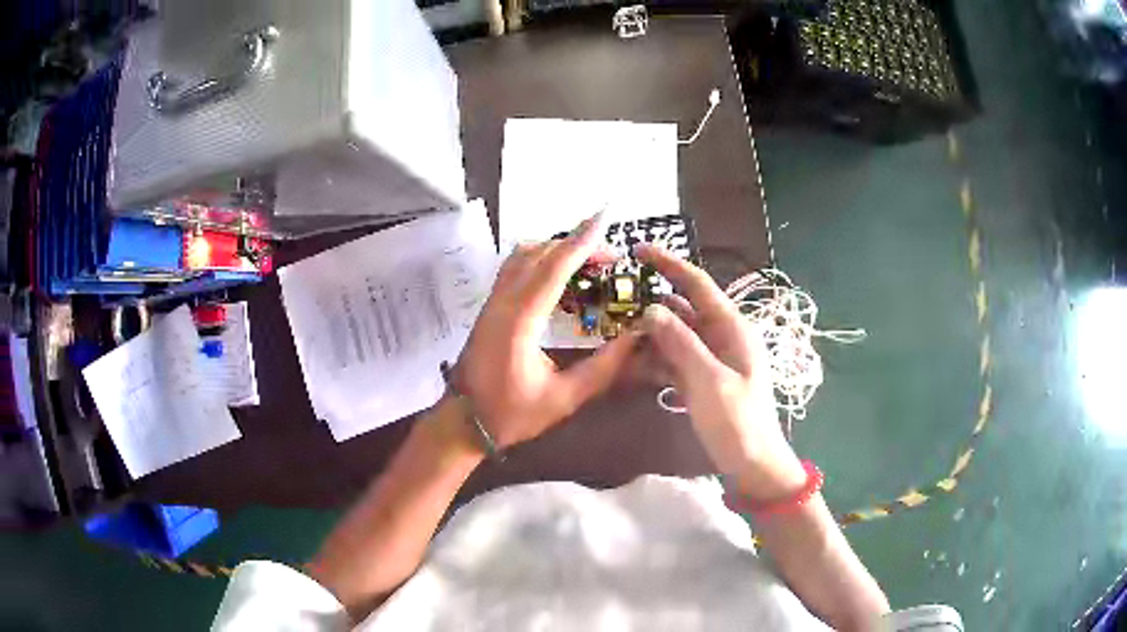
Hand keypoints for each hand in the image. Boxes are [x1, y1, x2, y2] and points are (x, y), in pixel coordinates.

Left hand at [455, 215, 638, 448]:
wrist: (464, 422)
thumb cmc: (512, 415)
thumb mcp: (564, 398)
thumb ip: (604, 368)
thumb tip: (637, 339)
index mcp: (520, 321)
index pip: (554, 268)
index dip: (582, 242)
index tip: (604, 219)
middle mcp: (503, 302)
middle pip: (539, 254)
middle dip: (576, 244)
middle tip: (610, 256)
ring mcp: (492, 302)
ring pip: (522, 255)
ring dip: (555, 249)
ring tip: (588, 261)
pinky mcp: (489, 307)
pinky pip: (514, 268)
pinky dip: (540, 259)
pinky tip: (559, 275)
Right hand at [634, 244, 805, 501]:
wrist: (752, 464)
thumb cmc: (738, 421)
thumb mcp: (709, 380)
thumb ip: (680, 343)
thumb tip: (650, 309)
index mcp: (731, 327)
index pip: (697, 284)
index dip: (668, 263)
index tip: (637, 249)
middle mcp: (721, 336)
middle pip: (682, 308)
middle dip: (651, 302)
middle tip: (614, 299)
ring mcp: (710, 359)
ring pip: (674, 335)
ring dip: (648, 334)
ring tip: (615, 333)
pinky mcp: (700, 379)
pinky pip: (673, 359)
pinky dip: (654, 359)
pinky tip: (629, 363)